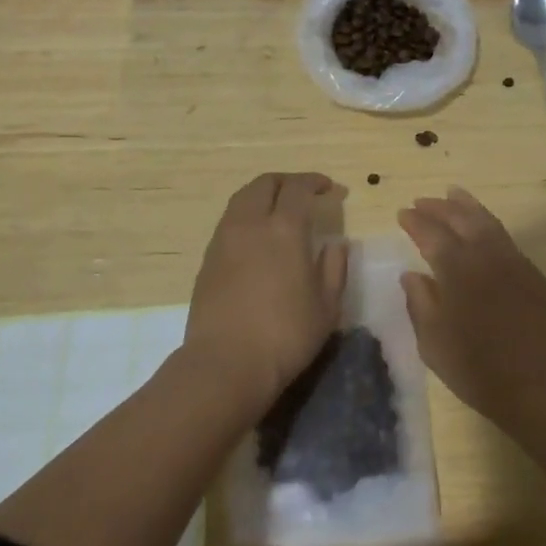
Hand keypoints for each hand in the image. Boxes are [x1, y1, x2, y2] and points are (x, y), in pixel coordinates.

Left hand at [185, 172, 348, 414]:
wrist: (225, 364)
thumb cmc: (285, 336)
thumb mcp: (327, 306)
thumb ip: (334, 268)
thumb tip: (337, 244)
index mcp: (284, 229)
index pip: (298, 188)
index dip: (315, 182)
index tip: (330, 188)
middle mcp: (251, 223)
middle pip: (265, 183)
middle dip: (287, 181)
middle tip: (304, 192)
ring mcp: (224, 239)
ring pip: (242, 198)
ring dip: (263, 194)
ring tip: (279, 210)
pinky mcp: (208, 258)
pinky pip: (230, 220)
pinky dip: (247, 215)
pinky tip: (257, 236)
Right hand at [398, 187, 545, 424]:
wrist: (544, 387)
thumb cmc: (480, 370)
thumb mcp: (434, 344)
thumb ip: (420, 304)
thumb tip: (411, 275)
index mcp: (456, 269)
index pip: (431, 233)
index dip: (415, 222)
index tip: (403, 213)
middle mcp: (485, 255)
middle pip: (460, 218)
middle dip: (439, 206)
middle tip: (422, 201)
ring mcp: (513, 261)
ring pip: (487, 221)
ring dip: (467, 206)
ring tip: (453, 194)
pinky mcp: (533, 274)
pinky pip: (505, 237)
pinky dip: (488, 224)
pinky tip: (483, 230)